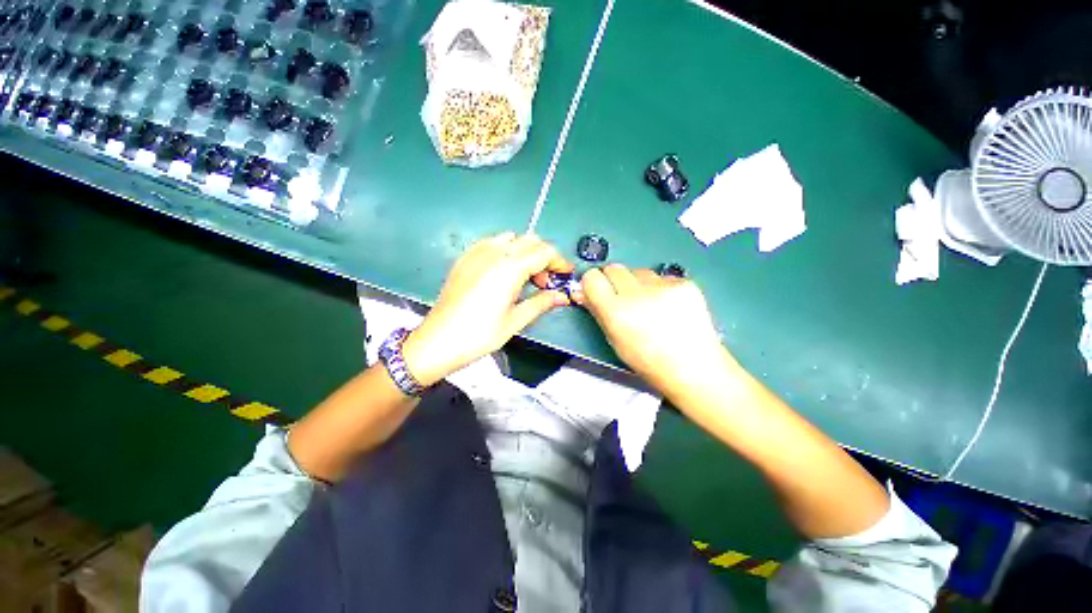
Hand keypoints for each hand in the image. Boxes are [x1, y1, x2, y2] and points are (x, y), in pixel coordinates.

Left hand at [403, 232, 572, 385]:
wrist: (438, 340)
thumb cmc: (479, 335)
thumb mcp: (515, 321)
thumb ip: (541, 303)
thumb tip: (562, 297)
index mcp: (510, 268)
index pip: (544, 252)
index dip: (560, 262)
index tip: (566, 274)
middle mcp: (494, 253)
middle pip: (530, 241)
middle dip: (545, 257)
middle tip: (546, 281)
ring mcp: (477, 253)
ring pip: (512, 238)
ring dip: (526, 252)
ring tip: (525, 277)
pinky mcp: (465, 258)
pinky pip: (492, 242)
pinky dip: (506, 250)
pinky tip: (504, 271)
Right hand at [575, 264, 730, 395]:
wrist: (694, 367)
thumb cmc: (648, 361)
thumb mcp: (614, 340)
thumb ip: (597, 311)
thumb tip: (581, 292)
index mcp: (617, 312)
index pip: (592, 277)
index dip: (593, 283)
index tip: (597, 291)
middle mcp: (638, 294)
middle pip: (614, 268)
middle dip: (613, 280)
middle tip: (622, 298)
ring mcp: (664, 286)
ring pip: (638, 271)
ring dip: (637, 283)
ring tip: (649, 304)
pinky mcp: (684, 283)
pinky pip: (661, 277)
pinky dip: (659, 287)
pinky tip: (668, 306)